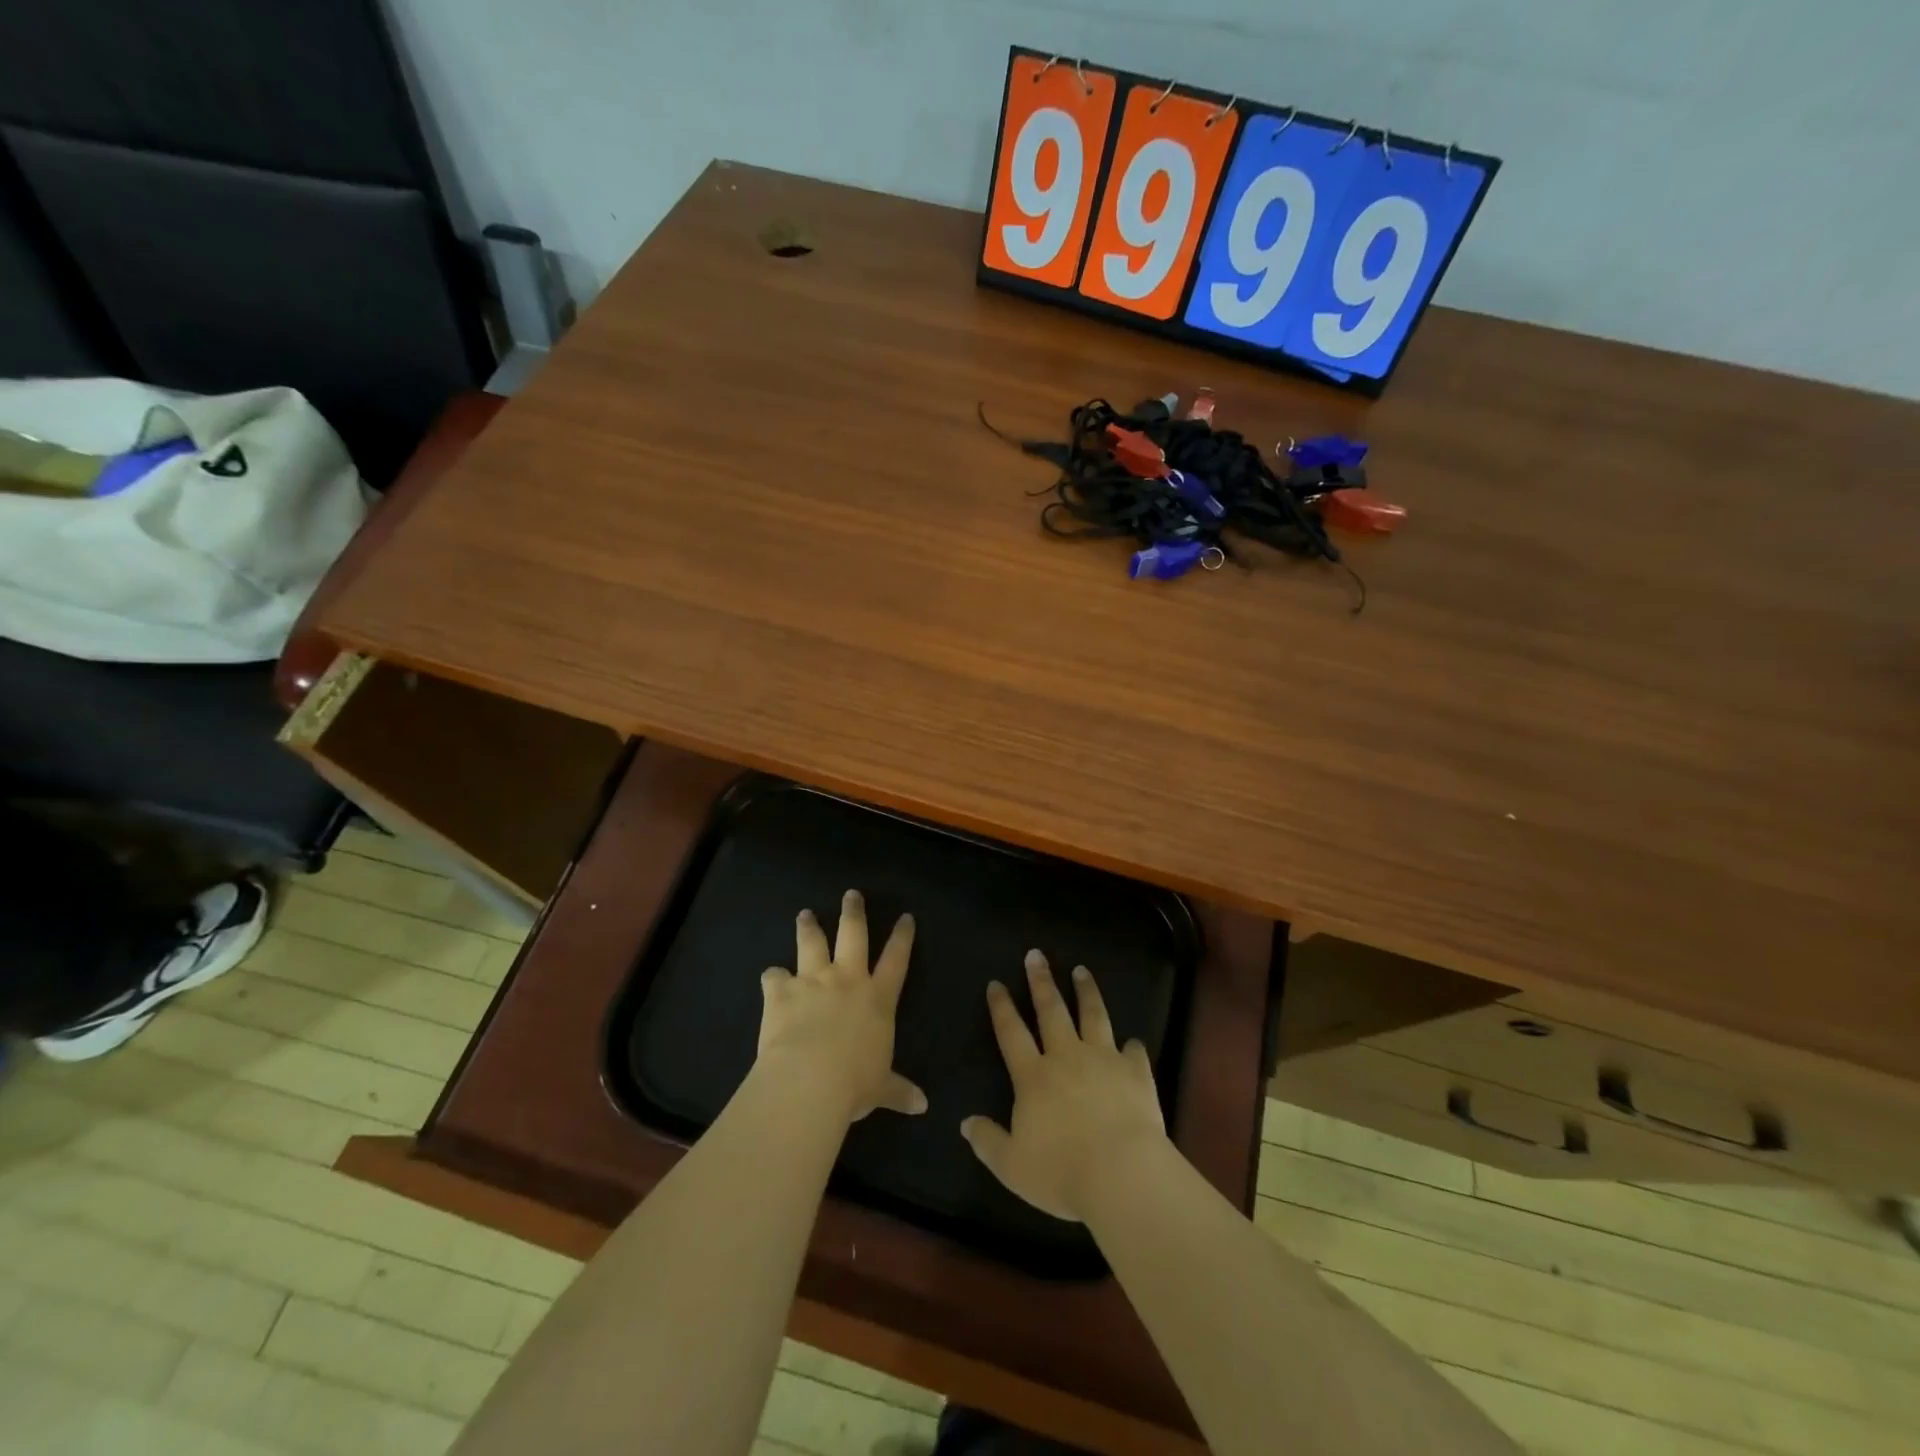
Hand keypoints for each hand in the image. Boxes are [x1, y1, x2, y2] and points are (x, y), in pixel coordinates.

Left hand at [757, 890, 926, 1122]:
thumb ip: (899, 1090)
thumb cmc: (854, 1083)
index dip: (902, 937)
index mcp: (877, 998)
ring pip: (812, 943)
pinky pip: (774, 976)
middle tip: (851, 894)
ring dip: (809, 927)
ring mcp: (813, 981)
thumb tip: (922, 1106)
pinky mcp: (781, 991)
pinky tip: (769, 976)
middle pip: (853, 935)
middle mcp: (847, 980)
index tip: (905, 917)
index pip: (896, 959)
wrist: (809, 1080)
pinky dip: (772, 976)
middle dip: (854, 913)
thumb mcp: (882, 1088)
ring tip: (805, 915)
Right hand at [961, 950, 1167, 1221]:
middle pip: (1051, 1010)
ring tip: (1082, 971)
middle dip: (1041, 981)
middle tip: (1036, 955)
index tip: (996, 983)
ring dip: (1086, 992)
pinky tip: (1132, 1041)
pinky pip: (1134, 1052)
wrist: (1123, 1175)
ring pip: (1093, 1016)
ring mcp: (1104, 1060)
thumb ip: (988, 1141)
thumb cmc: (1062, 1172)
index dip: (1002, 1007)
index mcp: (1033, 1077)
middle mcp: (1067, 1057)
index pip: (1011, 1033)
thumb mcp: (1012, 1165)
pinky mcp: (1136, 1073)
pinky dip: (1132, 1045)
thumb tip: (966, 1123)